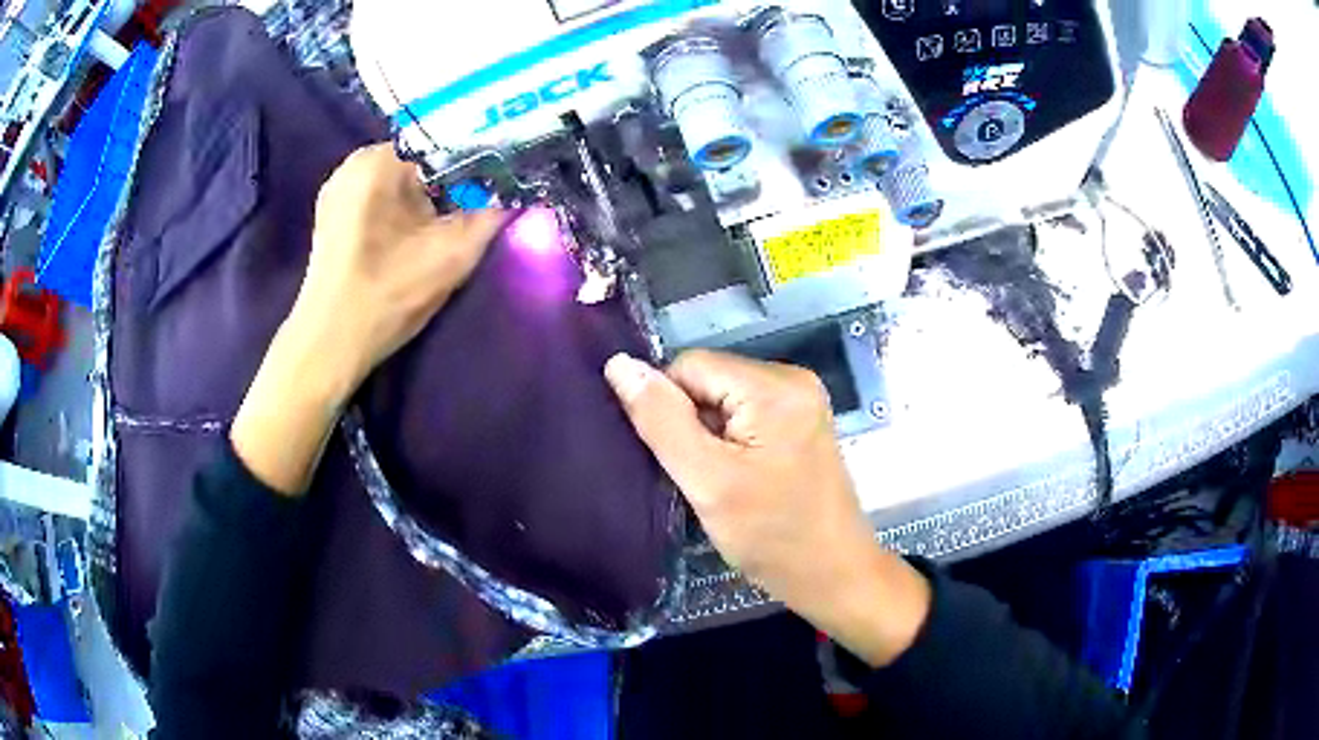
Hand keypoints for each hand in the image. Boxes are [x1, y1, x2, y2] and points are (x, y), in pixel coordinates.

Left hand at [232, 144, 504, 495]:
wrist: (330, 345)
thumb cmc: (387, 296)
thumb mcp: (453, 255)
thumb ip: (491, 215)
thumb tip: (517, 192)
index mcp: (379, 160)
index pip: (445, 146)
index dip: (477, 168)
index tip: (494, 193)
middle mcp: (353, 163)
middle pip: (420, 163)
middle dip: (448, 186)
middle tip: (469, 217)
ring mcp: (336, 189)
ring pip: (399, 182)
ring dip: (424, 201)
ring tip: (438, 233)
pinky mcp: (329, 215)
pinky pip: (377, 199)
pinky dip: (398, 212)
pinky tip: (407, 242)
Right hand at [605, 350, 929, 666]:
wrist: (832, 573)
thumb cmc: (771, 535)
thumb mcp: (707, 480)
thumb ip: (661, 420)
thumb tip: (619, 364)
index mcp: (775, 385)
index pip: (689, 366)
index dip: (670, 409)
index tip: (681, 460)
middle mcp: (793, 377)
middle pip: (708, 379)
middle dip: (692, 423)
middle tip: (703, 476)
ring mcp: (801, 399)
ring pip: (722, 398)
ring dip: (709, 434)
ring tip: (721, 480)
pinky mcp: (801, 420)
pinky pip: (744, 413)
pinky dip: (729, 441)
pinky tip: (739, 476)